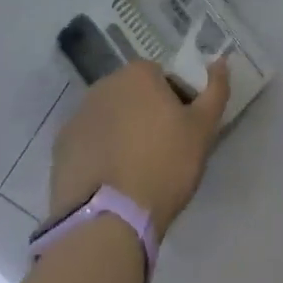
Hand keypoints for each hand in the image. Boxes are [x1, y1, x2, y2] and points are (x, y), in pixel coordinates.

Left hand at [49, 58, 231, 238]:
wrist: (108, 222)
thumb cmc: (164, 166)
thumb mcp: (202, 130)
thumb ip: (215, 91)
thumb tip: (221, 61)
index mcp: (138, 73)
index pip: (164, 79)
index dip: (177, 104)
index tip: (182, 134)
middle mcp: (104, 84)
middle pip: (134, 96)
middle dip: (146, 116)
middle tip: (161, 154)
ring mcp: (78, 115)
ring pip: (110, 119)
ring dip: (121, 134)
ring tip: (134, 173)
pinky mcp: (60, 148)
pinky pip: (88, 143)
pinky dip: (99, 155)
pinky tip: (110, 183)